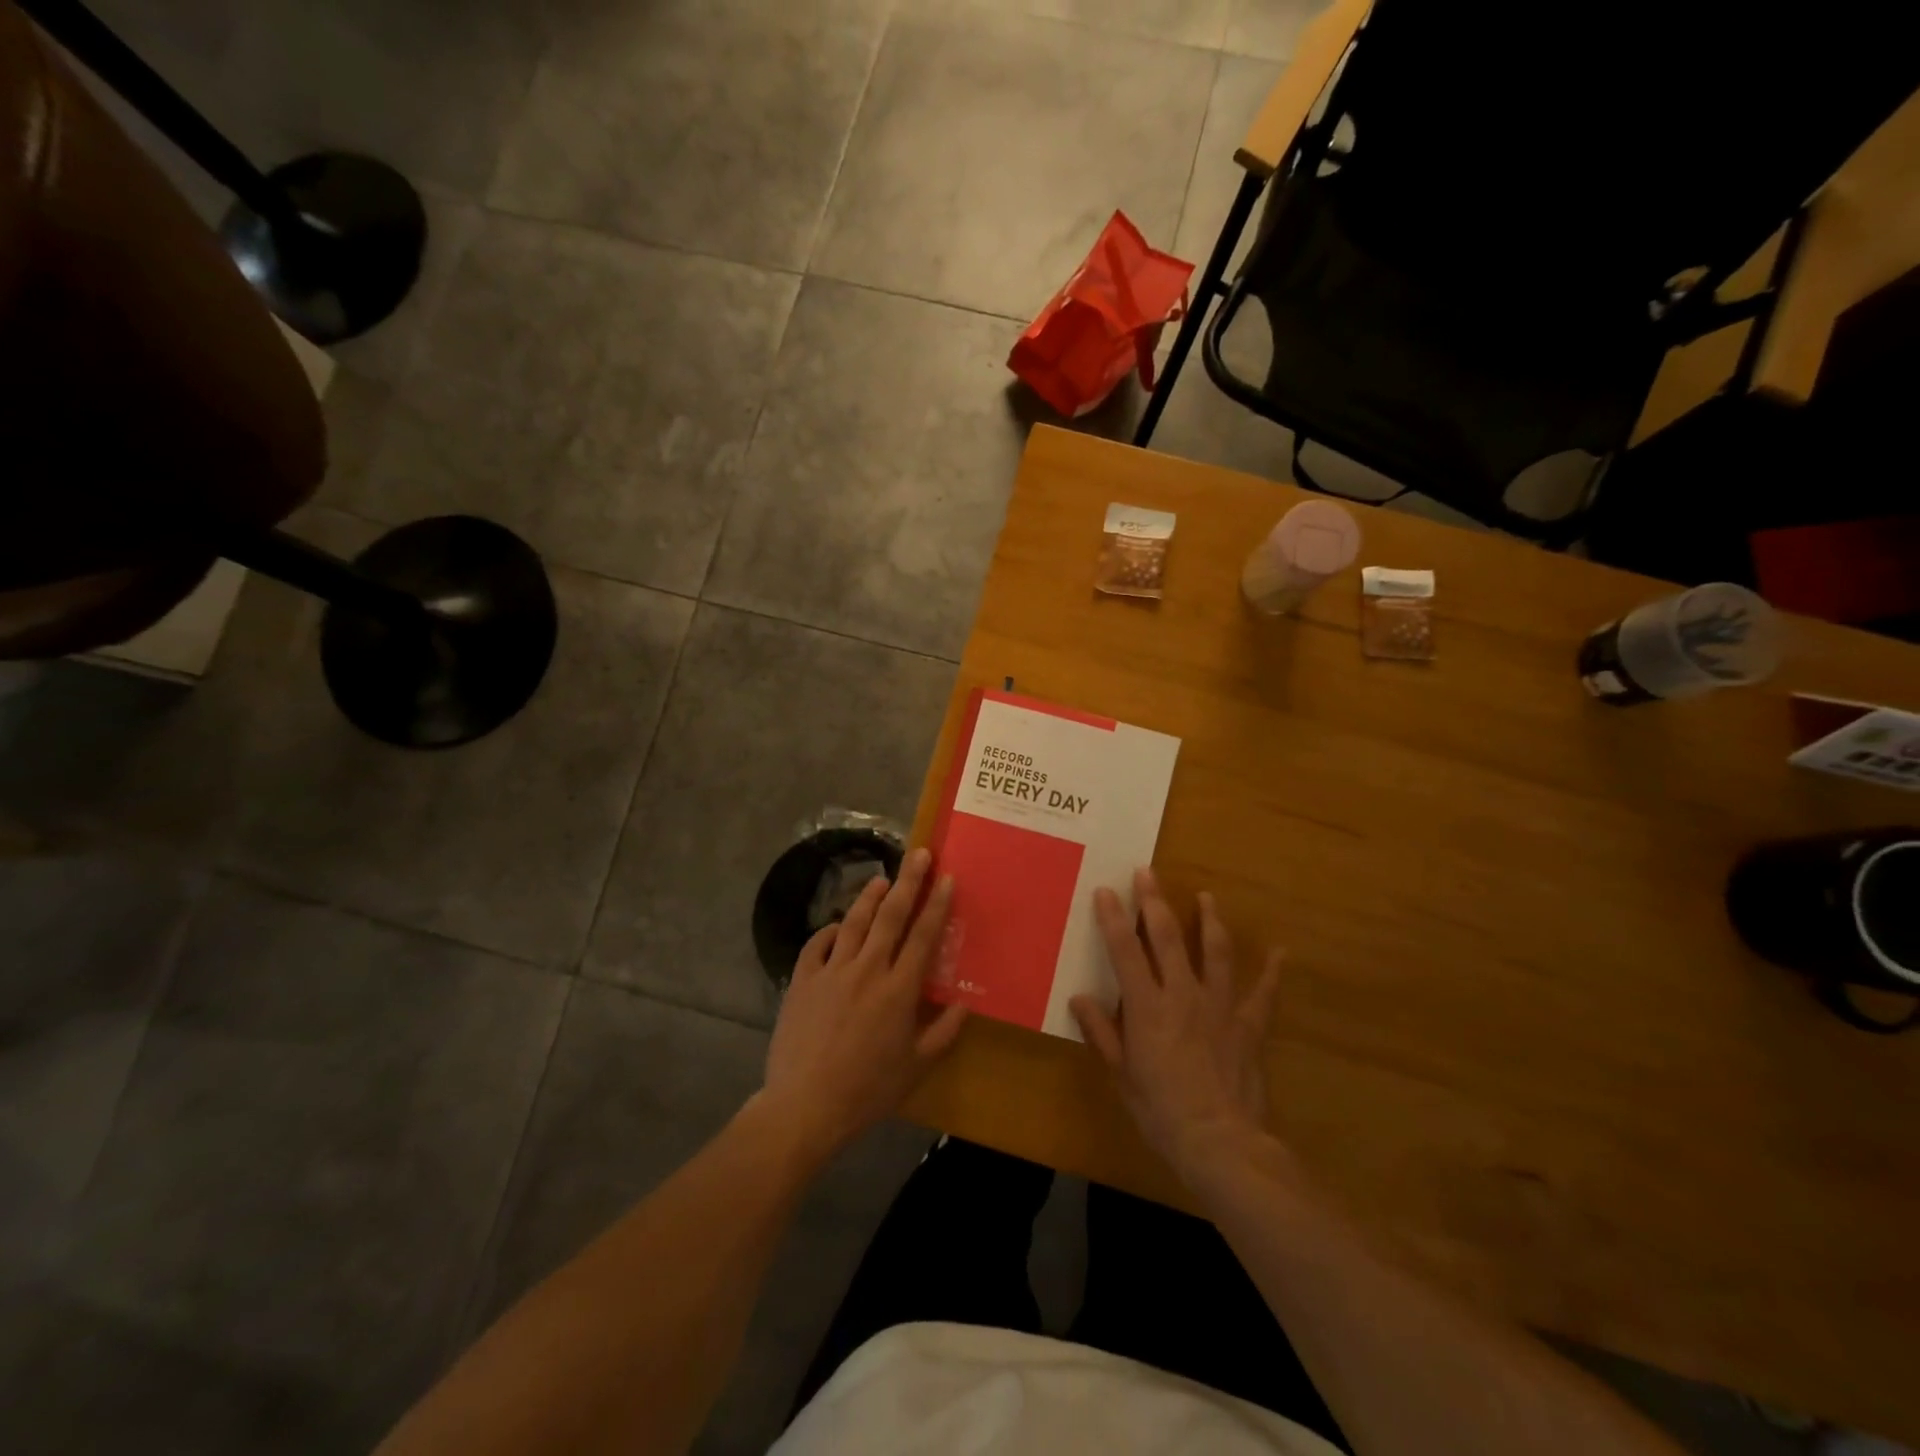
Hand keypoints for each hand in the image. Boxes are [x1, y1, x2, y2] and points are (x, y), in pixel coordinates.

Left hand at [759, 847, 967, 1162]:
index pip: (923, 936)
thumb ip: (943, 1032)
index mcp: (899, 990)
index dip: (937, 904)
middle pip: (891, 916)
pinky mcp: (802, 981)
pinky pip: (817, 945)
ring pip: (854, 922)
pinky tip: (837, 926)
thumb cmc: (868, 1090)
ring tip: (881, 878)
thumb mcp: (916, 1068)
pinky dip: (829, 930)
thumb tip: (964, 1003)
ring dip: (869, 897)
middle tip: (918, 854)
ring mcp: (831, 972)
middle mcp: (867, 970)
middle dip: (907, 881)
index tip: (946, 877)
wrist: (805, 1106)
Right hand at [1071, 868, 1282, 1183]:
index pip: (1125, 951)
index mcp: (1147, 1007)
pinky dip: (1271, 973)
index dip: (1113, 918)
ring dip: (1209, 921)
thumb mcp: (1122, 1075)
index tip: (1105, 890)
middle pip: (1167, 938)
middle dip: (1155, 901)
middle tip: (1147, 872)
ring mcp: (1219, 1007)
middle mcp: (1182, 995)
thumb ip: (1102, 1033)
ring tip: (1206, 897)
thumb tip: (1080, 999)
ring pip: (1215, 952)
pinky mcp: (1248, 1026)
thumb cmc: (1161, 1111)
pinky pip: (1262, 994)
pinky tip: (1280, 953)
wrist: (1221, 1143)